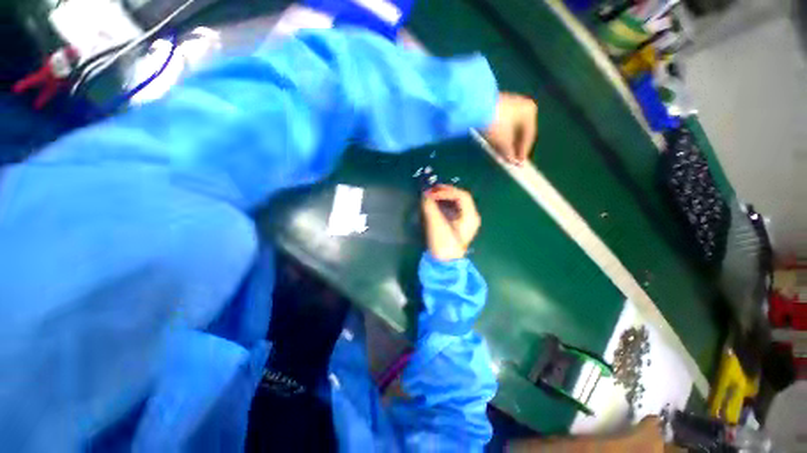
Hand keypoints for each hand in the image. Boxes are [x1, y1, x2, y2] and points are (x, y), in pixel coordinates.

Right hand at [422, 185, 480, 261]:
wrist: (445, 263)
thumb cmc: (443, 244)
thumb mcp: (436, 225)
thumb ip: (430, 208)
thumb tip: (425, 195)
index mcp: (470, 216)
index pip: (461, 196)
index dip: (447, 191)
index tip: (433, 192)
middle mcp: (471, 217)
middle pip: (461, 198)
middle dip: (446, 192)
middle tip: (432, 190)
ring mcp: (466, 222)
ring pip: (457, 203)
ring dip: (445, 197)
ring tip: (432, 195)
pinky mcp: (459, 226)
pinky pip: (454, 209)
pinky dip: (444, 204)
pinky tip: (435, 204)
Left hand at [484, 92, 537, 165]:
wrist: (476, 106)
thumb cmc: (496, 123)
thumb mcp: (503, 141)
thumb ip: (509, 153)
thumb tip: (512, 161)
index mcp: (529, 112)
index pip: (529, 135)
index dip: (524, 151)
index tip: (519, 164)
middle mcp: (522, 106)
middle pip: (520, 131)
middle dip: (514, 147)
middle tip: (511, 160)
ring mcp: (509, 104)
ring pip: (510, 128)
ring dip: (507, 142)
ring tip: (502, 154)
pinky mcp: (497, 106)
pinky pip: (502, 124)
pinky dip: (500, 135)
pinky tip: (495, 144)